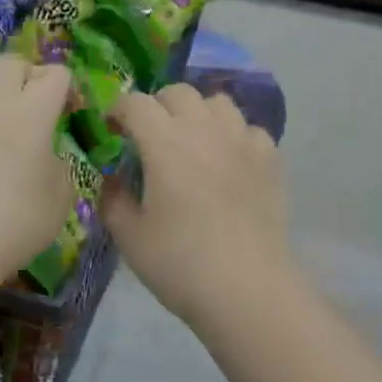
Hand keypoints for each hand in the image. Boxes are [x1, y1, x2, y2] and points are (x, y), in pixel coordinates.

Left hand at [0, 55, 73, 281]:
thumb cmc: (13, 225)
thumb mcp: (60, 200)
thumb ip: (58, 167)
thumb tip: (45, 156)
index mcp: (33, 114)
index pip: (55, 74)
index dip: (64, 86)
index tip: (65, 109)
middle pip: (10, 62)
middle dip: (23, 75)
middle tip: (24, 103)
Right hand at [102, 83, 290, 325]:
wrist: (246, 289)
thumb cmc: (179, 263)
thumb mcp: (129, 236)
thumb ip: (113, 198)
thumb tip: (112, 179)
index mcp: (165, 143)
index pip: (136, 103)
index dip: (118, 110)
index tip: (112, 129)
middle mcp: (205, 130)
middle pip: (179, 92)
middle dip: (157, 106)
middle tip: (148, 135)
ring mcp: (242, 142)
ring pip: (218, 102)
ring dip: (198, 113)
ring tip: (191, 142)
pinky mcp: (270, 160)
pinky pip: (249, 130)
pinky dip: (233, 136)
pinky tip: (228, 162)